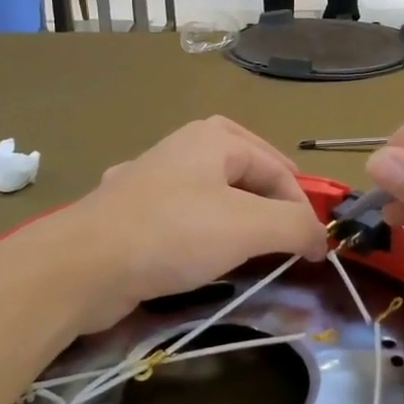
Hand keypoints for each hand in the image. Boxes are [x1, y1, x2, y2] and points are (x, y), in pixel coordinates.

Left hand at [64, 117, 327, 333]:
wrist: (83, 265)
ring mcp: (152, 178)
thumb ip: (296, 226)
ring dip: (238, 218)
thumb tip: (320, 237)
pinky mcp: (131, 212)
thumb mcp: (249, 227)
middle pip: (246, 171)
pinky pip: (182, 217)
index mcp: (214, 138)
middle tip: (288, 236)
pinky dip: (202, 232)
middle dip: (271, 203)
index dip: (304, 208)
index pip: (279, 168)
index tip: (317, 251)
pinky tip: (201, 253)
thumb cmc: (174, 234)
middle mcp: (183, 148)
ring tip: (253, 247)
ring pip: (213, 195)